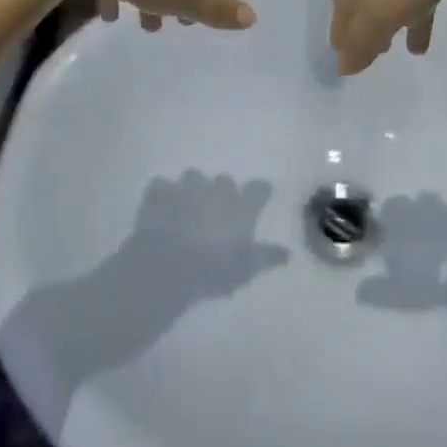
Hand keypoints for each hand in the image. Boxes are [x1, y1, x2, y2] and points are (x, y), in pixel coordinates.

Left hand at [125, 171, 289, 295]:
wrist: (169, 264)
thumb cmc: (213, 270)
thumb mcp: (245, 270)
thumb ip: (266, 257)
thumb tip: (287, 253)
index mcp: (239, 207)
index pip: (257, 190)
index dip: (260, 191)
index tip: (262, 192)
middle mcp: (215, 190)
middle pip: (224, 181)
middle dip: (221, 191)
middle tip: (217, 209)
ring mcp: (187, 188)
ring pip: (193, 176)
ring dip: (192, 188)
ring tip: (188, 204)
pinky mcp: (161, 192)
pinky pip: (161, 186)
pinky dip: (161, 194)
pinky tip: (159, 205)